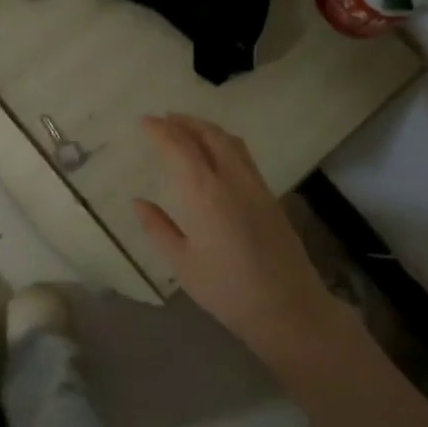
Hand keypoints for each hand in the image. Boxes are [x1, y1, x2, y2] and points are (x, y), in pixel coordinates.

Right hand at [133, 114, 350, 370]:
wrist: (289, 308)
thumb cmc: (227, 290)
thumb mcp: (182, 263)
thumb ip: (158, 228)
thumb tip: (139, 202)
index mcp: (205, 193)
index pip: (180, 147)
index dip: (161, 130)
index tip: (146, 121)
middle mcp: (232, 179)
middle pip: (209, 135)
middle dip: (185, 122)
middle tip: (165, 118)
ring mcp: (256, 186)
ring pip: (230, 142)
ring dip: (207, 129)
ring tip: (189, 128)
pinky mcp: (271, 197)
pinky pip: (244, 156)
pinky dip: (224, 143)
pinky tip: (216, 155)